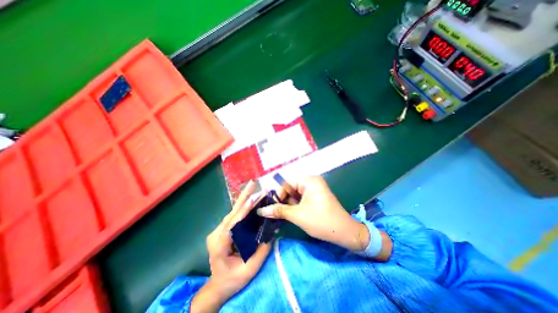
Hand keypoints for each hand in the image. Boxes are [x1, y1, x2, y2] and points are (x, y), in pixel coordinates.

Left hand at [191, 181, 270, 312]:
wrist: (218, 286)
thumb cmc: (232, 280)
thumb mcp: (249, 269)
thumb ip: (261, 250)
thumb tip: (272, 230)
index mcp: (219, 244)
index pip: (233, 224)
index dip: (244, 210)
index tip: (253, 198)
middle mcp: (216, 233)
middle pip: (232, 212)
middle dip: (244, 197)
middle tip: (253, 184)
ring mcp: (219, 230)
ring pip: (233, 212)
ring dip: (244, 200)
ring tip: (254, 189)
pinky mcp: (224, 229)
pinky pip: (235, 216)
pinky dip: (243, 207)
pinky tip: (250, 200)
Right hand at [254, 177, 368, 252]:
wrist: (345, 233)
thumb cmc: (321, 221)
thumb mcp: (297, 215)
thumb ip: (279, 210)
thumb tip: (261, 210)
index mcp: (309, 181)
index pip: (287, 183)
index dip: (278, 194)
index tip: (272, 207)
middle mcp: (312, 181)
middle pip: (291, 188)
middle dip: (284, 200)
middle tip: (277, 212)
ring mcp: (315, 189)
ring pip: (295, 194)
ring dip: (289, 204)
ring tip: (285, 215)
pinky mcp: (316, 196)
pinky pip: (302, 198)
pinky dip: (296, 205)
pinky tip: (293, 214)